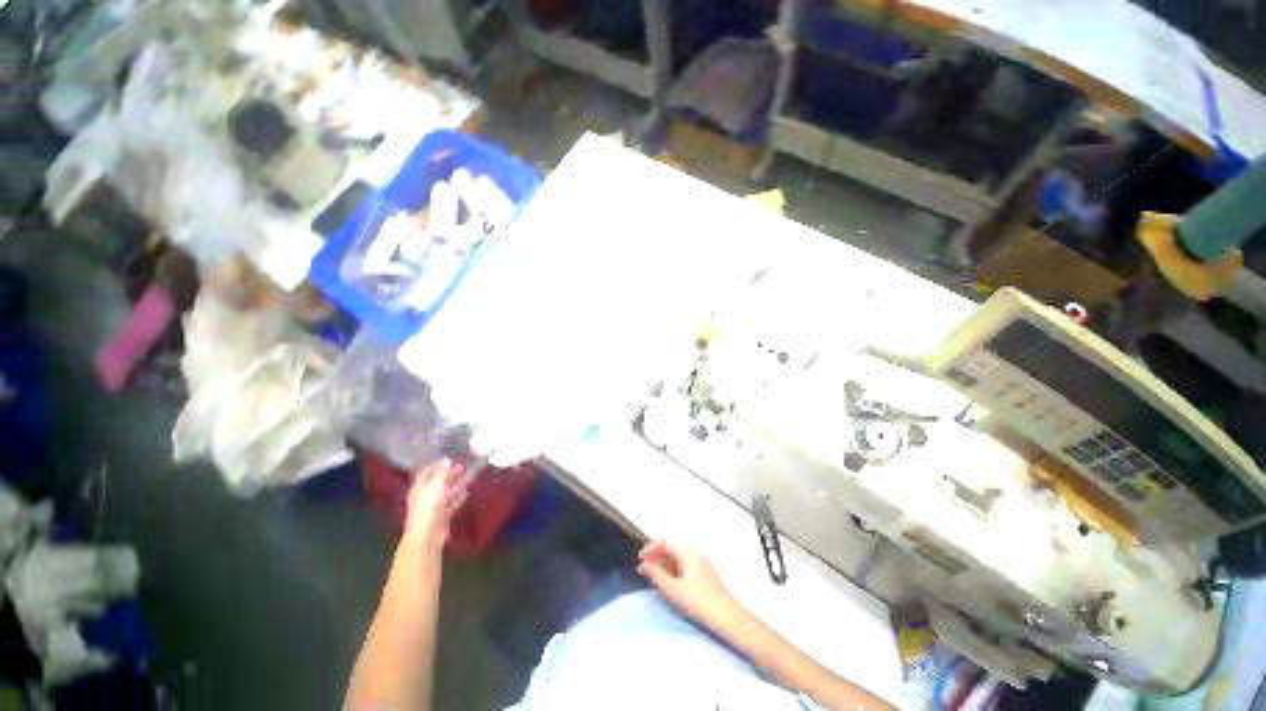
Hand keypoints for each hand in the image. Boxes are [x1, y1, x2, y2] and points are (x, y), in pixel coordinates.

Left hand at [403, 459, 471, 549]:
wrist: (427, 535)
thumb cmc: (428, 507)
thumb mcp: (436, 485)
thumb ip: (442, 472)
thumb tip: (447, 460)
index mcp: (419, 488)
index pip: (426, 472)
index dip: (437, 465)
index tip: (450, 458)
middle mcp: (425, 496)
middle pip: (438, 482)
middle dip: (450, 473)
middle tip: (463, 465)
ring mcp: (434, 507)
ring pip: (447, 492)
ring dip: (458, 484)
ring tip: (470, 475)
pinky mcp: (442, 516)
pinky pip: (452, 503)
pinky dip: (459, 497)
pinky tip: (467, 492)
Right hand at [638, 540, 753, 638]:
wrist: (727, 619)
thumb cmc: (699, 602)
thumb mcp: (673, 590)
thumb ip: (656, 575)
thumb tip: (644, 564)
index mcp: (688, 554)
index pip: (666, 542)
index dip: (651, 547)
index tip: (640, 558)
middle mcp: (696, 555)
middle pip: (673, 549)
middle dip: (657, 556)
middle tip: (644, 569)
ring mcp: (702, 566)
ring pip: (679, 559)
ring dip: (664, 565)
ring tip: (654, 577)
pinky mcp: (705, 578)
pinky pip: (685, 567)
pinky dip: (673, 571)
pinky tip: (669, 584)